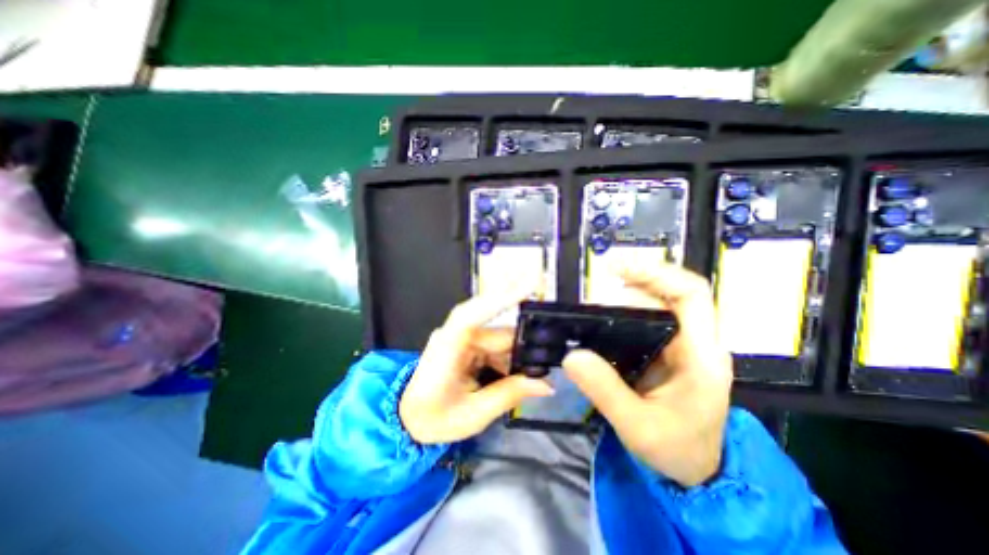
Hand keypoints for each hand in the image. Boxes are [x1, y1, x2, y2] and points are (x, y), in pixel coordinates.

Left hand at [399, 292, 555, 443]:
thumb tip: (546, 384)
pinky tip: (513, 376)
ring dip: (514, 357)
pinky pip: (493, 345)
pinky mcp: (466, 343)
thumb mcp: (474, 414)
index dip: (500, 298)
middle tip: (546, 364)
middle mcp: (455, 335)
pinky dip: (506, 359)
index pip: (473, 315)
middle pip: (497, 332)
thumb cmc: (434, 419)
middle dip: (522, 346)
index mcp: (447, 348)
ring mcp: (460, 337)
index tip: (528, 286)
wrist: (410, 419)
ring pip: (498, 339)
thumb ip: (509, 394)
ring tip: (528, 379)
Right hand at [561, 262, 728, 485]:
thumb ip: (605, 391)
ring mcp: (677, 344)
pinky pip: (641, 321)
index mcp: (701, 354)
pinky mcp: (662, 349)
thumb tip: (571, 355)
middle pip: (666, 294)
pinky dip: (619, 313)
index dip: (657, 273)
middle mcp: (693, 341)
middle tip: (593, 301)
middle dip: (629, 287)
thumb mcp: (638, 427)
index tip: (618, 269)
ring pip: (652, 305)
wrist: (694, 470)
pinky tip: (599, 321)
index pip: (691, 294)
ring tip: (591, 310)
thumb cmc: (676, 450)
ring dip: (622, 299)